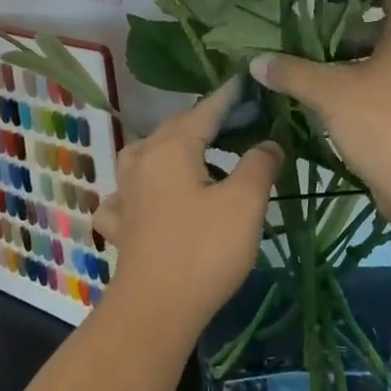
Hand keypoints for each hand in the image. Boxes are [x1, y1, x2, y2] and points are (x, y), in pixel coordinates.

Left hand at [94, 82, 283, 333]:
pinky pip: (128, 193)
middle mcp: (143, 160)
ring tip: (195, 153)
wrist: (156, 308)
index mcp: (172, 147)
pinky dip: (140, 187)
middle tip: (236, 120)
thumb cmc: (204, 250)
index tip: (247, 82)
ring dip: (170, 147)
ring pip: (146, 154)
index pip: (206, 110)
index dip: (229, 96)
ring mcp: (126, 192)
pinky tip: (147, 198)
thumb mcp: (245, 202)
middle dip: (204, 120)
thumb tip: (268, 142)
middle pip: (175, 128)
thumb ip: (259, 164)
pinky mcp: (121, 224)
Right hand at [250, 0, 390, 216]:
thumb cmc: (385, 122)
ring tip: (320, 69)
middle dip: (351, 28)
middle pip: (389, 24)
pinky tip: (342, 102)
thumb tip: (256, 61)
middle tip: (312, 34)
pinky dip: (373, 85)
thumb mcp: (330, 93)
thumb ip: (293, 72)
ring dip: (359, 60)